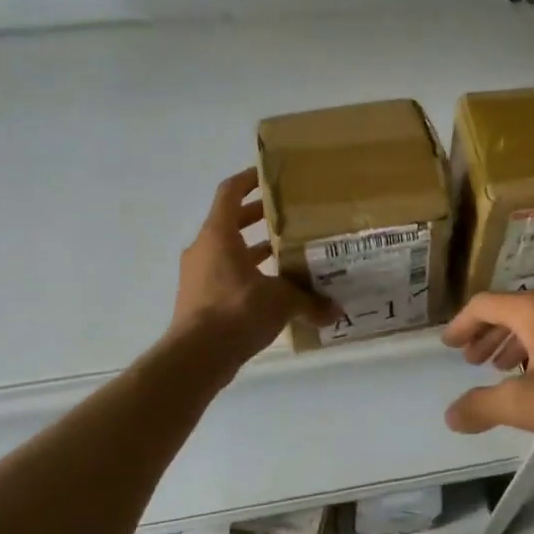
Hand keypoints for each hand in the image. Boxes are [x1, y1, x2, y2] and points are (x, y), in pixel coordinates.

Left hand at [171, 170, 336, 369]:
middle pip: (230, 222)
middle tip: (288, 217)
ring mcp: (198, 276)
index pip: (229, 193)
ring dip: (254, 250)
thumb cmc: (236, 311)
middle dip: (258, 217)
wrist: (196, 357)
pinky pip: (226, 277)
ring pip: (228, 252)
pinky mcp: (200, 300)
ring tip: (287, 254)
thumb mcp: (281, 302)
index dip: (248, 180)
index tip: (269, 176)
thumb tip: (337, 311)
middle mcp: (204, 250)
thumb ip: (309, 301)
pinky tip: (274, 291)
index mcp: (218, 235)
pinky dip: (248, 276)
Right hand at [441, 291, 533, 447]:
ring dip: (511, 343)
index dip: (461, 324)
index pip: (485, 305)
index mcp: (532, 311)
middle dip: (486, 334)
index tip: (447, 345)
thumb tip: (451, 415)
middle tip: (470, 359)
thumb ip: (481, 407)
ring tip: (499, 369)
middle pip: (510, 311)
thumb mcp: (522, 404)